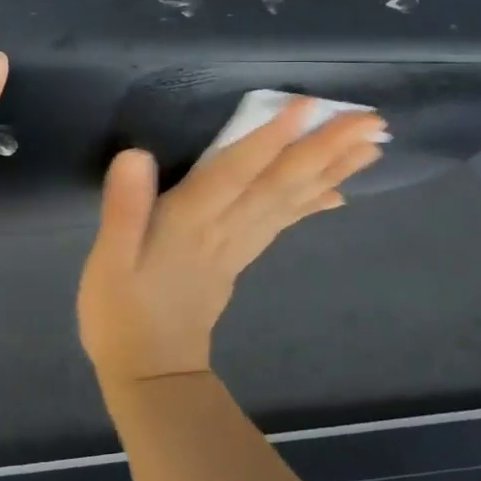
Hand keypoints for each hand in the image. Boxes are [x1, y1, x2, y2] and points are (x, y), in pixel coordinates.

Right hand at [78, 99, 388, 385]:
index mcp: (190, 224)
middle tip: (371, 120)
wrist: (150, 373)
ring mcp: (238, 245)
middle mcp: (224, 230)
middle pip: (279, 184)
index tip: (308, 107)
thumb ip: (123, 209)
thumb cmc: (121, 312)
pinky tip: (339, 191)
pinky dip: (314, 203)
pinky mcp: (240, 257)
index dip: (269, 139)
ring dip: (331, 170)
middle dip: (324, 149)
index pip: (235, 174)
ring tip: (370, 143)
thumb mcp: (109, 261)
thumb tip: (136, 155)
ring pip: (291, 201)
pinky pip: (284, 223)